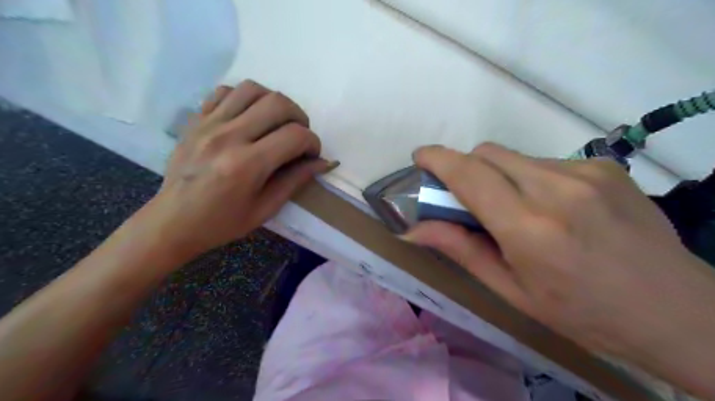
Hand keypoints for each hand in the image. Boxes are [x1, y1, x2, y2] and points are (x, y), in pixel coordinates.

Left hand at [144, 81, 337, 259]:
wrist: (172, 222)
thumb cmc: (222, 222)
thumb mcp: (266, 209)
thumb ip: (296, 180)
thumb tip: (323, 162)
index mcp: (247, 165)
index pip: (295, 136)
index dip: (313, 143)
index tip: (312, 155)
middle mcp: (229, 136)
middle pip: (278, 103)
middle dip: (300, 117)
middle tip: (298, 137)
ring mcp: (208, 124)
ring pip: (253, 89)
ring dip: (274, 103)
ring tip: (276, 123)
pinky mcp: (196, 120)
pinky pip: (225, 91)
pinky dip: (245, 98)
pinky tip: (249, 117)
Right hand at [404, 144, 714, 368]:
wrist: (677, 311)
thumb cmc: (582, 312)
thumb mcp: (511, 291)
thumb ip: (461, 250)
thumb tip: (414, 230)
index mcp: (529, 229)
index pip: (469, 175)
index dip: (438, 159)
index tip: (420, 157)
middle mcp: (557, 189)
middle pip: (488, 154)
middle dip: (467, 169)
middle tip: (469, 200)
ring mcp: (587, 172)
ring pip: (515, 157)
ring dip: (500, 176)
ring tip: (518, 211)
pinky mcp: (606, 166)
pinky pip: (545, 162)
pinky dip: (531, 178)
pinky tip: (553, 208)